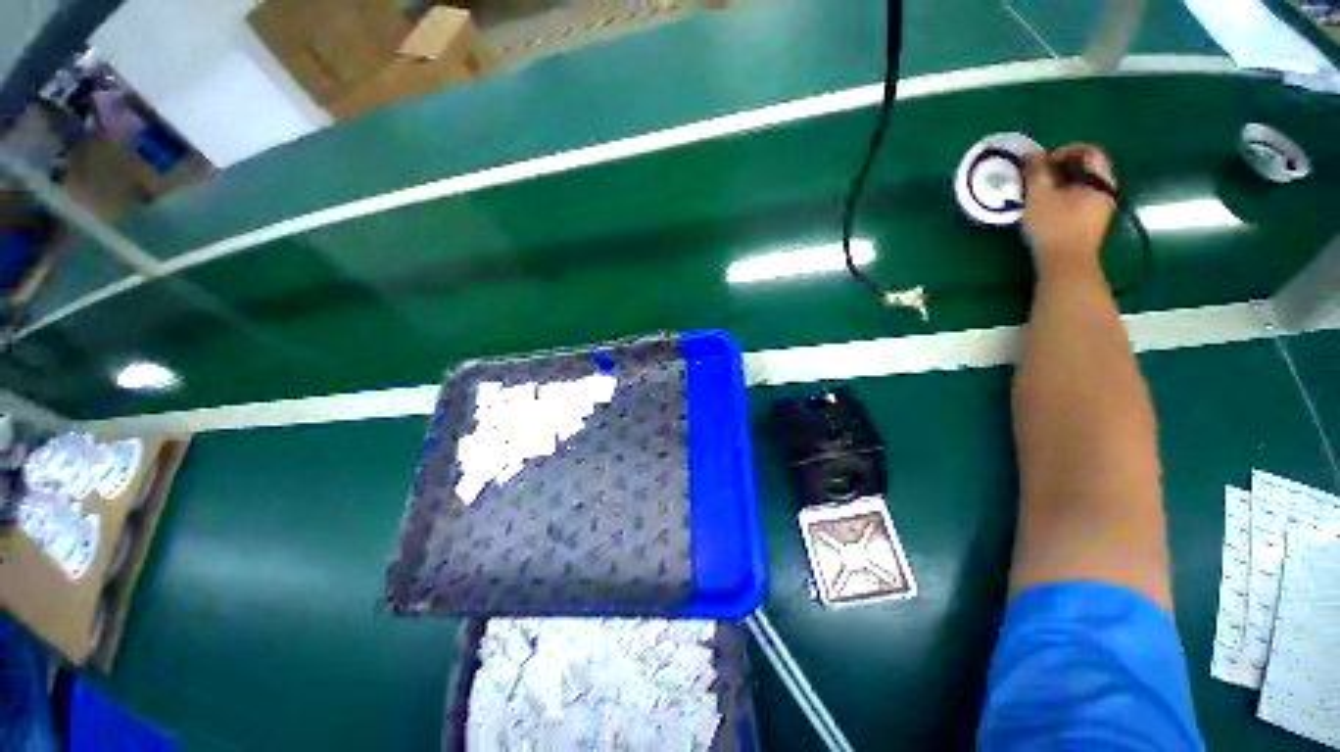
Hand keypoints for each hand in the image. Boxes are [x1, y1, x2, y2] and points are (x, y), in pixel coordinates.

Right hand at [1021, 145, 1116, 276]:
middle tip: (1037, 177)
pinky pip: (1079, 202)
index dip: (1066, 151)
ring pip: (1082, 187)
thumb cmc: (1054, 227)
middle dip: (1061, 169)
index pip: (1090, 152)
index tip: (1044, 162)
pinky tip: (1046, 209)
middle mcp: (1106, 192)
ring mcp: (1100, 210)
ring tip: (1038, 194)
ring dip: (1060, 185)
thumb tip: (1031, 154)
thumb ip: (1036, 173)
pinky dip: (1063, 198)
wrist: (1066, 265)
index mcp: (1100, 181)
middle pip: (1087, 170)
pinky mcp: (1090, 225)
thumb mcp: (1039, 197)